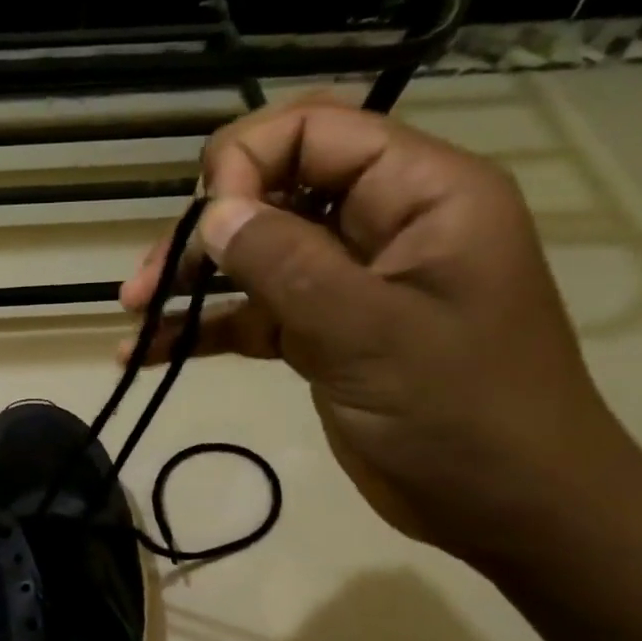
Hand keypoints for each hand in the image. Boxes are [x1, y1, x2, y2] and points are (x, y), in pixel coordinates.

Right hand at [121, 98, 641, 563]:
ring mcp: (346, 280)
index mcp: (421, 194)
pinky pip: (250, 313)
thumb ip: (287, 264)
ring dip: (189, 278)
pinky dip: (201, 328)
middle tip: (147, 281)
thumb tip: (211, 213)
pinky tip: (148, 350)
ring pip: (252, 252)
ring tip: (133, 310)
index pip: (316, 131)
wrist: (508, 509)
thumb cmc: (463, 414)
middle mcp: (381, 223)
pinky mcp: (321, 331)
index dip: (247, 162)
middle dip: (204, 228)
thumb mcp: (371, 333)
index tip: (207, 225)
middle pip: (272, 189)